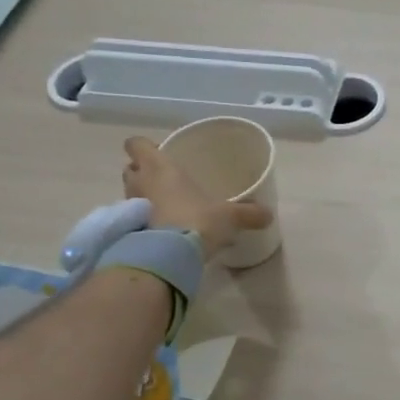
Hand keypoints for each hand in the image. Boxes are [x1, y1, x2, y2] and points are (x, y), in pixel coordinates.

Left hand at [122, 137, 272, 258]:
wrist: (170, 256)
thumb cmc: (197, 219)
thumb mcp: (230, 216)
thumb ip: (249, 213)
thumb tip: (269, 215)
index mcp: (159, 167)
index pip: (136, 144)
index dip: (144, 146)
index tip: (159, 152)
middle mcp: (140, 182)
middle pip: (131, 168)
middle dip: (143, 172)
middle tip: (165, 180)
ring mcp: (130, 207)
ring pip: (131, 192)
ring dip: (143, 196)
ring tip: (166, 205)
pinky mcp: (129, 230)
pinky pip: (134, 218)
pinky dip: (144, 220)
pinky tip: (164, 228)